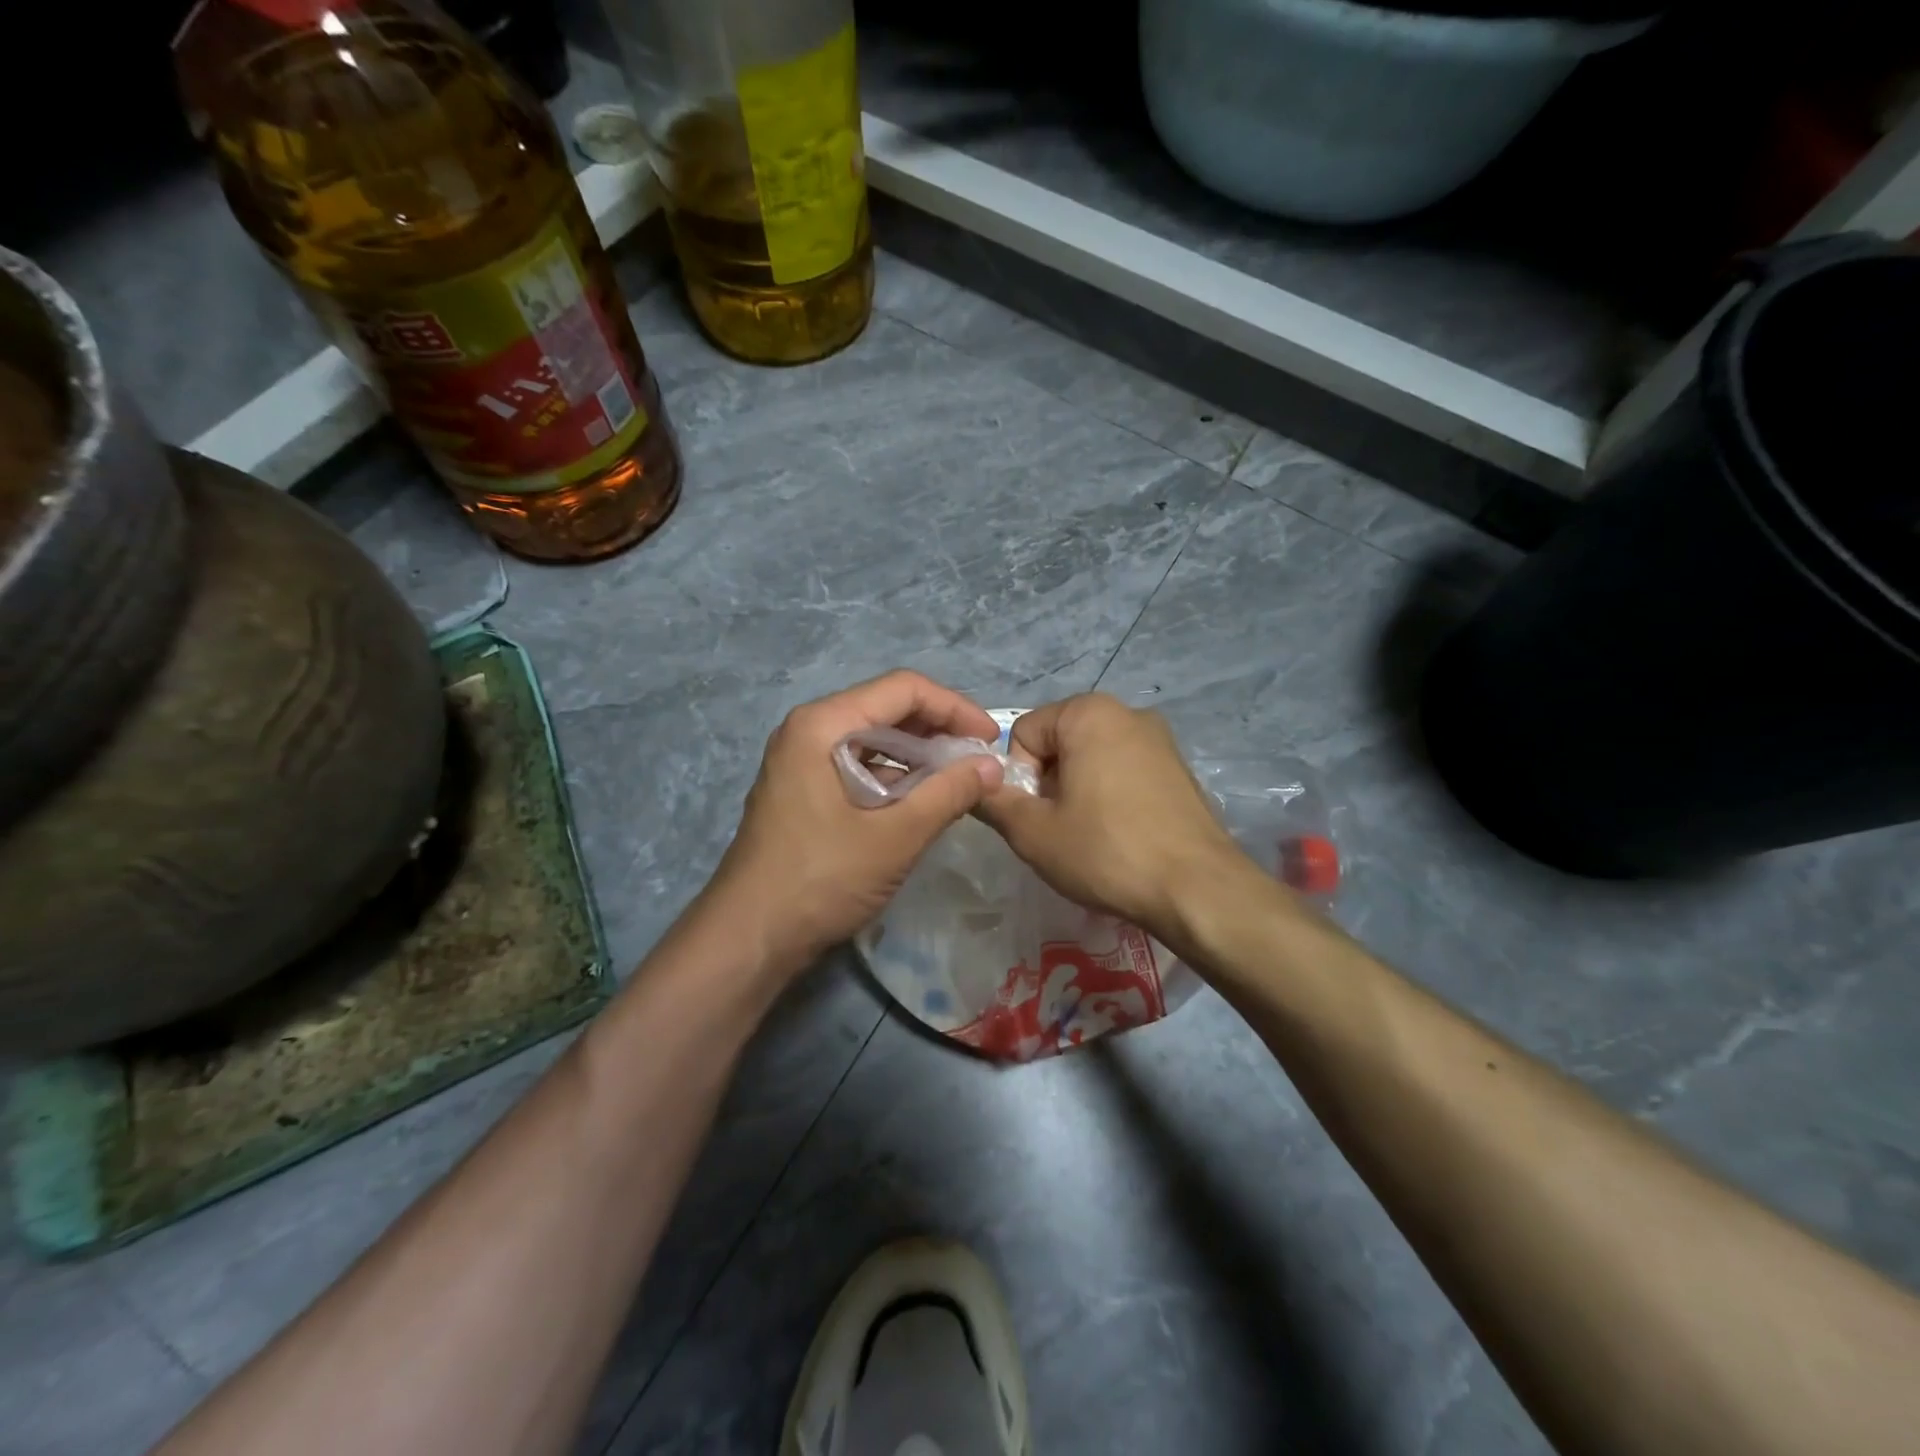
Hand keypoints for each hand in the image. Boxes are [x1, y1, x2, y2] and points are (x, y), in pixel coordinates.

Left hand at [701, 671, 1004, 974]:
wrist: (749, 937)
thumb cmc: (821, 879)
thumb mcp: (895, 836)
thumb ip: (948, 794)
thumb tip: (992, 767)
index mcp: (823, 724)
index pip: (903, 689)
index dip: (954, 708)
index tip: (991, 740)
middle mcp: (809, 730)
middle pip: (887, 709)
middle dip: (938, 730)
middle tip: (980, 761)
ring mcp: (802, 761)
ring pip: (874, 739)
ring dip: (919, 755)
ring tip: (959, 781)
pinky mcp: (804, 790)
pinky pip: (859, 765)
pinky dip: (895, 777)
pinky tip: (923, 802)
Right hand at [978, 694, 1252, 940]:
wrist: (1197, 888)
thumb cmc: (1105, 851)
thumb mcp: (1033, 832)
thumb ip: (993, 802)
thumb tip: (972, 785)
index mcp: (1088, 713)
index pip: (1024, 733)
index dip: (1018, 778)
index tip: (1036, 817)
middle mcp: (1127, 712)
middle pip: (1059, 743)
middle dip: (1048, 784)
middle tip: (1058, 831)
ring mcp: (1160, 739)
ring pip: (1092, 758)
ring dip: (1077, 792)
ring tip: (1090, 837)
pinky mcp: (1180, 768)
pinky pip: (1125, 771)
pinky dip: (1110, 797)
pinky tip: (1120, 836)